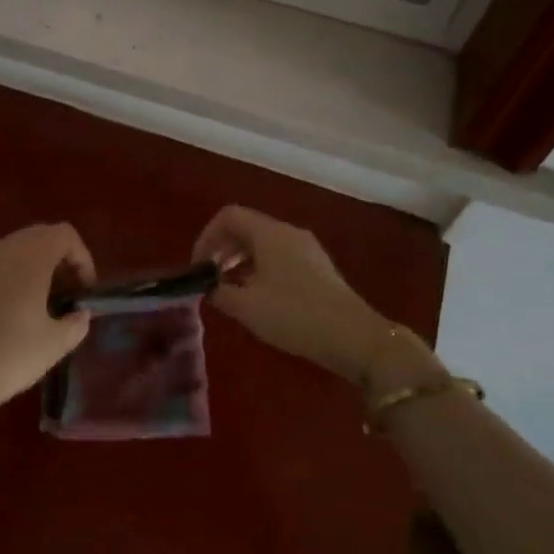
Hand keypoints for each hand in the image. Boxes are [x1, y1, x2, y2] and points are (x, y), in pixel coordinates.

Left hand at [0, 224, 95, 437]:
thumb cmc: (11, 356)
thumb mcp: (56, 344)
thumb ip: (77, 322)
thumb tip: (80, 314)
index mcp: (30, 257)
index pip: (65, 235)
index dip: (83, 259)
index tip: (84, 291)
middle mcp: (3, 250)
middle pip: (41, 235)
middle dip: (61, 259)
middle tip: (68, 294)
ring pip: (17, 248)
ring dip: (36, 266)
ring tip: (43, 302)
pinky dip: (13, 275)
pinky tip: (13, 310)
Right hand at [193, 206, 386, 381]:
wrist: (354, 337)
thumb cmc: (294, 316)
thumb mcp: (247, 307)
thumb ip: (219, 293)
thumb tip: (208, 287)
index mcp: (270, 233)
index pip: (229, 216)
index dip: (206, 237)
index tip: (199, 267)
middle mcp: (289, 233)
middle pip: (246, 227)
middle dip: (222, 249)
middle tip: (210, 279)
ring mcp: (307, 249)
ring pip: (263, 243)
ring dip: (240, 261)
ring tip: (230, 291)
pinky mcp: (318, 267)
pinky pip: (280, 257)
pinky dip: (260, 269)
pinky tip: (258, 298)